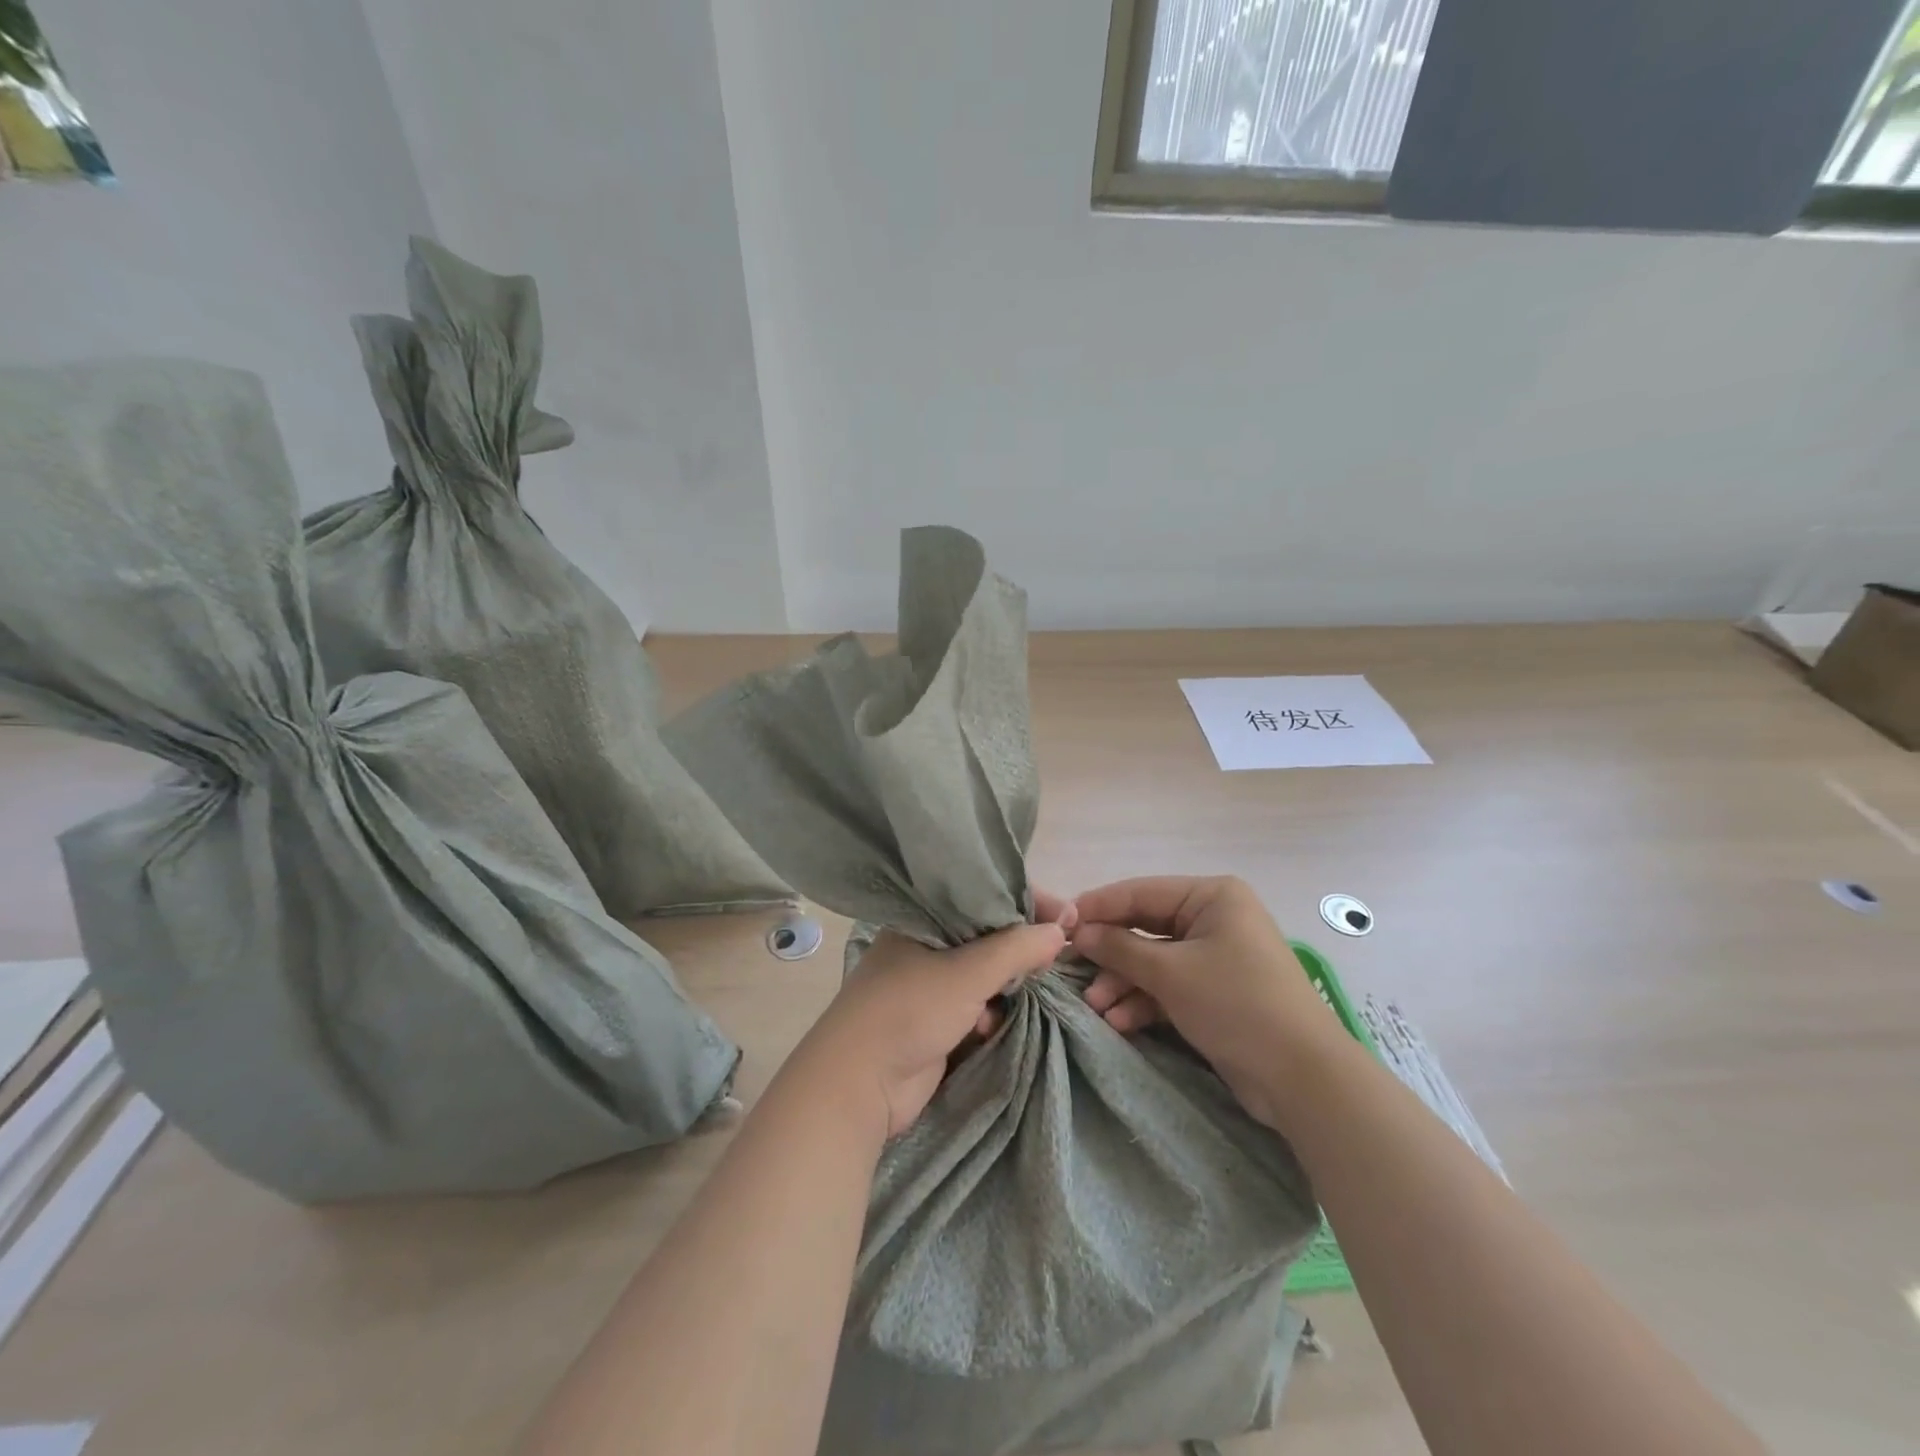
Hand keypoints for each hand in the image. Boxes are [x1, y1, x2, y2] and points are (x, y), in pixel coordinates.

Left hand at [790, 908, 1070, 1140]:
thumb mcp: (967, 972)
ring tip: (1023, 992)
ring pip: (983, 974)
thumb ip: (1016, 949)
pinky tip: (988, 1028)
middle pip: (987, 936)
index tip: (1066, 915)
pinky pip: (974, 1006)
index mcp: (924, 918)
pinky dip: (987, 1014)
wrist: (858, 1084)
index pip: (983, 896)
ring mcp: (928, 984)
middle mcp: (925, 944)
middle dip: (1020, 948)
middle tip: (1057, 953)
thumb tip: (1060, 930)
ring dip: (1005, 985)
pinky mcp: (933, 1020)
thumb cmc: (908, 1010)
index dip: (1025, 902)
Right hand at [1070, 876, 1339, 1129]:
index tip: (1059, 923)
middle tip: (1072, 971)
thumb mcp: (1171, 972)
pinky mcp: (1215, 993)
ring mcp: (1215, 957)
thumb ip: (1119, 948)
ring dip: (1122, 983)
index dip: (1097, 907)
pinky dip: (1144, 1001)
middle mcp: (1214, 919)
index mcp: (1211, 897)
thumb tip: (1078, 932)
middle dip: (1110, 955)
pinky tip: (1119, 1021)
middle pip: (1144, 928)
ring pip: (1153, 961)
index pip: (1140, 892)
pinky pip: (1169, 987)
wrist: (1302, 1078)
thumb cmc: (1236, 1004)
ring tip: (1094, 1007)